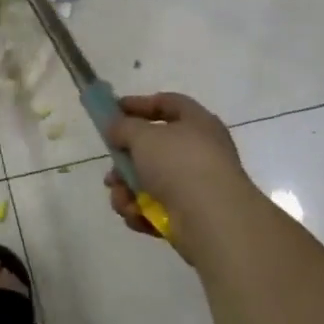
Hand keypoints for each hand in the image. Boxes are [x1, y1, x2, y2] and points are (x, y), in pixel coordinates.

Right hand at [104, 92, 265, 260]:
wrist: (213, 220)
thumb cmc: (179, 164)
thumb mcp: (143, 135)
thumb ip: (123, 126)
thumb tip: (115, 128)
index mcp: (197, 123)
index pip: (167, 103)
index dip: (139, 104)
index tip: (113, 111)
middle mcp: (200, 152)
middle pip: (154, 148)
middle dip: (126, 159)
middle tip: (111, 166)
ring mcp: (196, 186)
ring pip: (150, 181)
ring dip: (127, 189)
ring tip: (120, 199)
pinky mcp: (190, 216)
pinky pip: (156, 207)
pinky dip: (141, 211)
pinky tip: (134, 215)